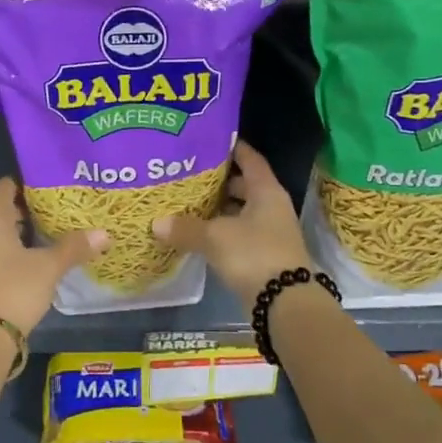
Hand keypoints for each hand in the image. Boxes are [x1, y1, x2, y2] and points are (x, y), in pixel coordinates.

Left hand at [0, 178, 108, 334]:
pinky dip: (8, 248)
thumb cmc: (15, 289)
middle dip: (24, 207)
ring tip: (47, 232)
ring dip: (16, 230)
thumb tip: (104, 233)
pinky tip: (31, 258)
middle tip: (54, 209)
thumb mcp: (49, 267)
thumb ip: (74, 247)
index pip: (4, 186)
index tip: (50, 187)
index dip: (26, 183)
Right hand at [153, 142, 311, 306]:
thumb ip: (185, 228)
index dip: (232, 148)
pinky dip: (221, 230)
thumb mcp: (215, 237)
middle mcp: (272, 207)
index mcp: (266, 191)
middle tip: (189, 174)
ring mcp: (270, 232)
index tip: (210, 140)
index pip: (250, 159)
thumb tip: (156, 223)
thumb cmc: (253, 254)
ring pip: (241, 211)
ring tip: (188, 202)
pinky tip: (198, 233)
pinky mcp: (264, 254)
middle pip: (244, 185)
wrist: (284, 302)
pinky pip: (239, 233)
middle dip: (219, 180)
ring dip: (218, 208)